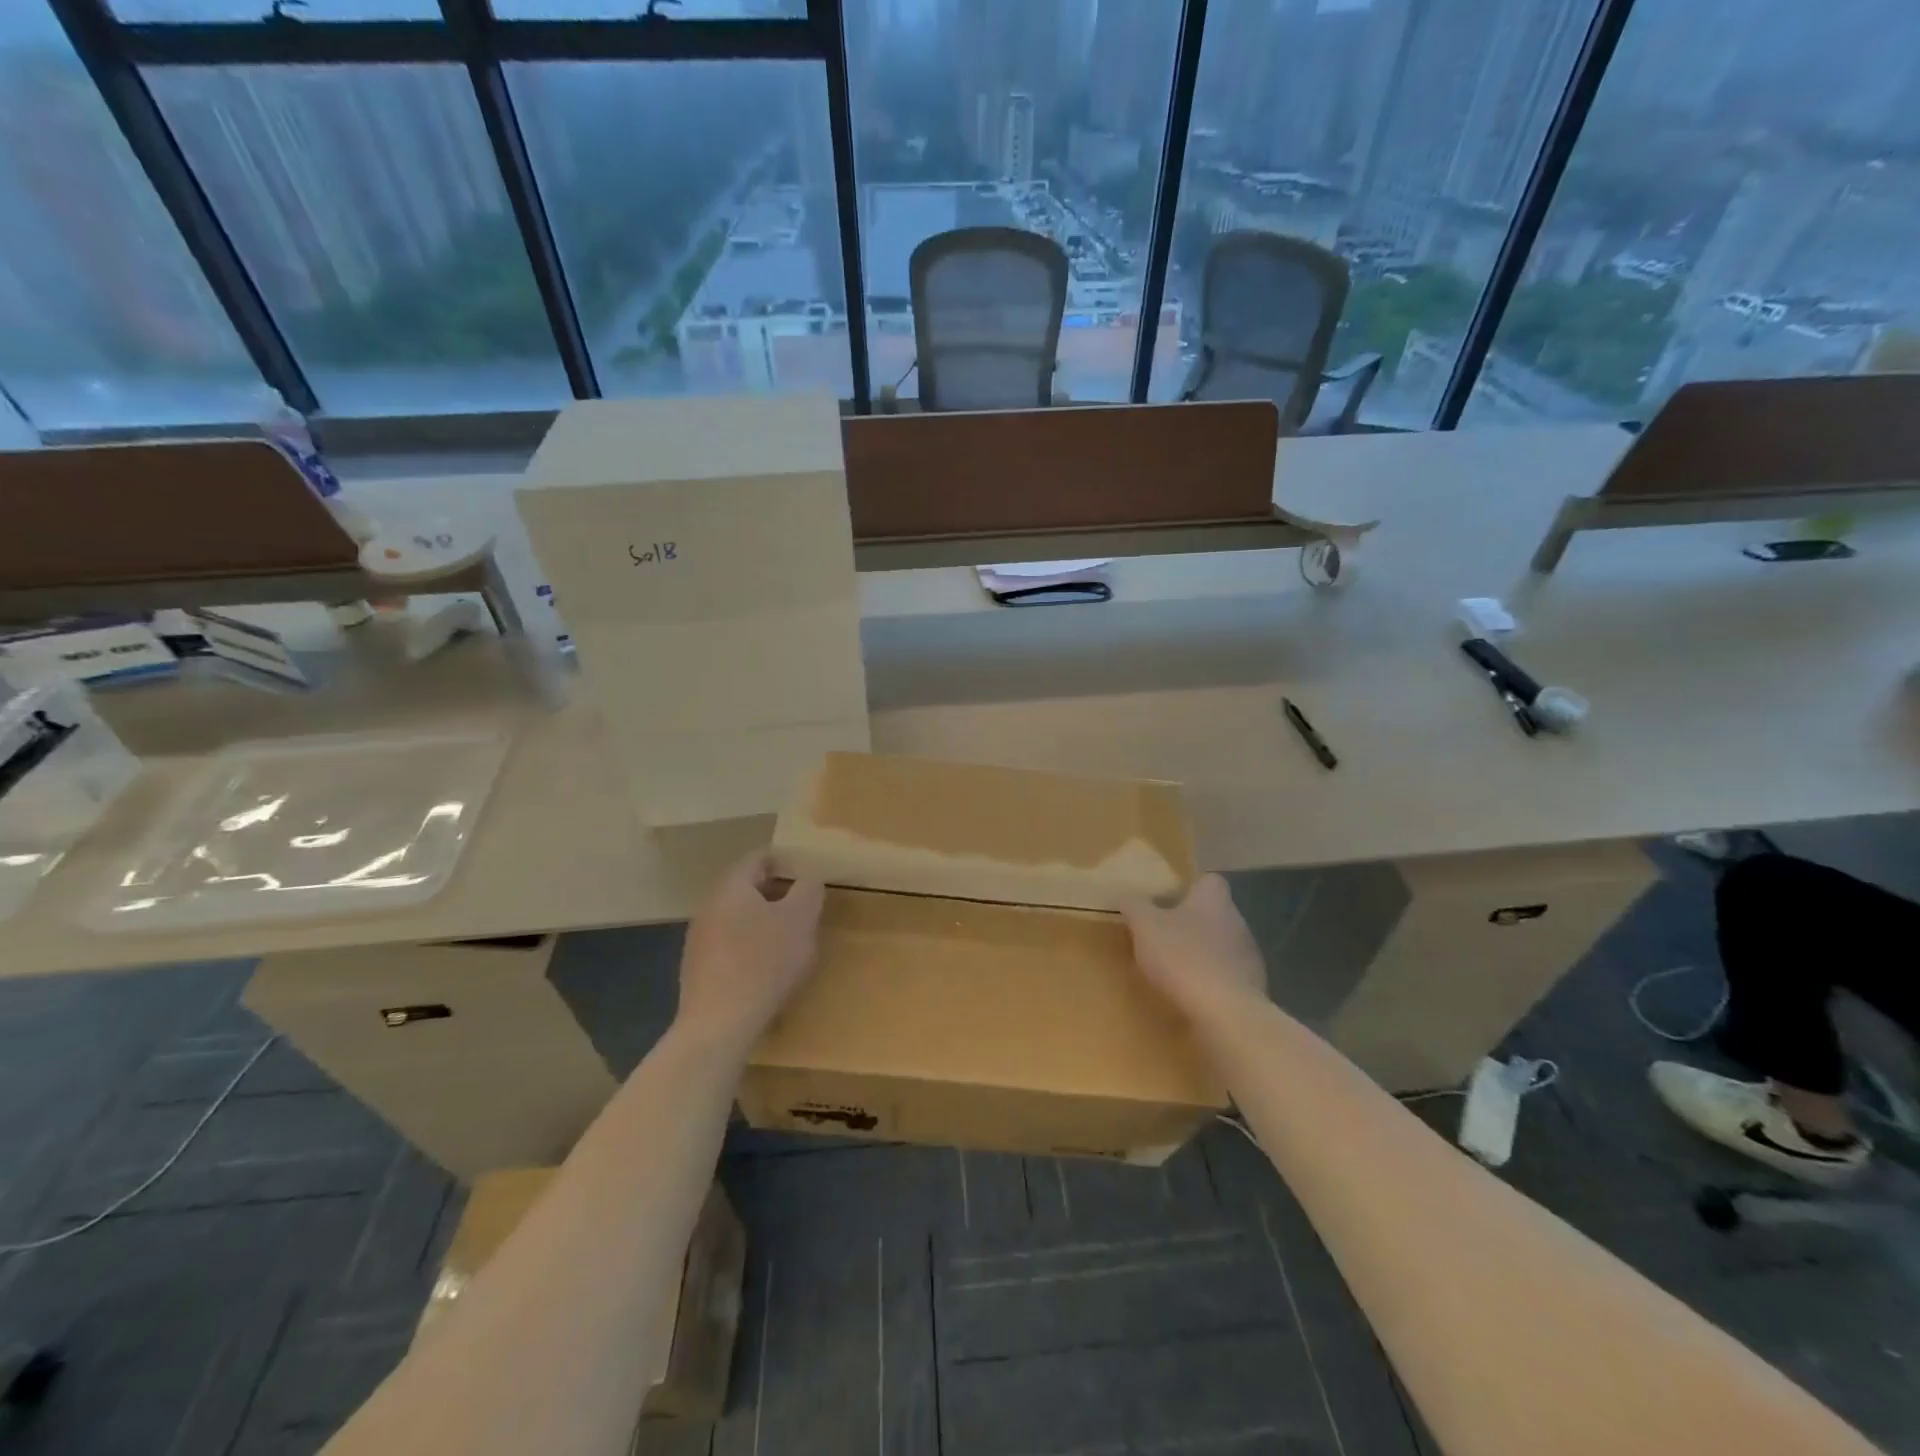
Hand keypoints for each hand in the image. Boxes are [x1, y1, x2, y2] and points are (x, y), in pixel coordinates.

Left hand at [675, 852, 825, 1050]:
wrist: (719, 1025)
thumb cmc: (764, 962)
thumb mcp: (800, 919)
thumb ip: (808, 890)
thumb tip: (809, 878)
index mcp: (732, 887)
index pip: (759, 857)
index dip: (787, 861)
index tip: (810, 875)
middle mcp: (709, 906)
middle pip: (748, 888)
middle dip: (779, 894)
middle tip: (806, 909)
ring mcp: (699, 939)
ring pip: (739, 918)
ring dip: (765, 922)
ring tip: (791, 941)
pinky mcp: (698, 969)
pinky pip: (730, 945)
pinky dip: (751, 947)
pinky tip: (768, 970)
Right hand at [1120, 874, 1267, 1020]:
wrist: (1225, 1012)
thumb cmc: (1182, 957)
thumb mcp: (1145, 926)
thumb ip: (1135, 906)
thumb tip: (1127, 896)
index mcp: (1213, 899)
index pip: (1208, 880)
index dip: (1188, 887)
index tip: (1166, 900)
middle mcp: (1237, 921)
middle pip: (1213, 913)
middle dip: (1190, 923)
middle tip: (1161, 934)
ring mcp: (1248, 955)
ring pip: (1221, 945)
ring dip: (1201, 953)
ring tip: (1173, 968)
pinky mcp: (1252, 987)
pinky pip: (1227, 976)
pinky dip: (1211, 981)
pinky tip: (1191, 994)